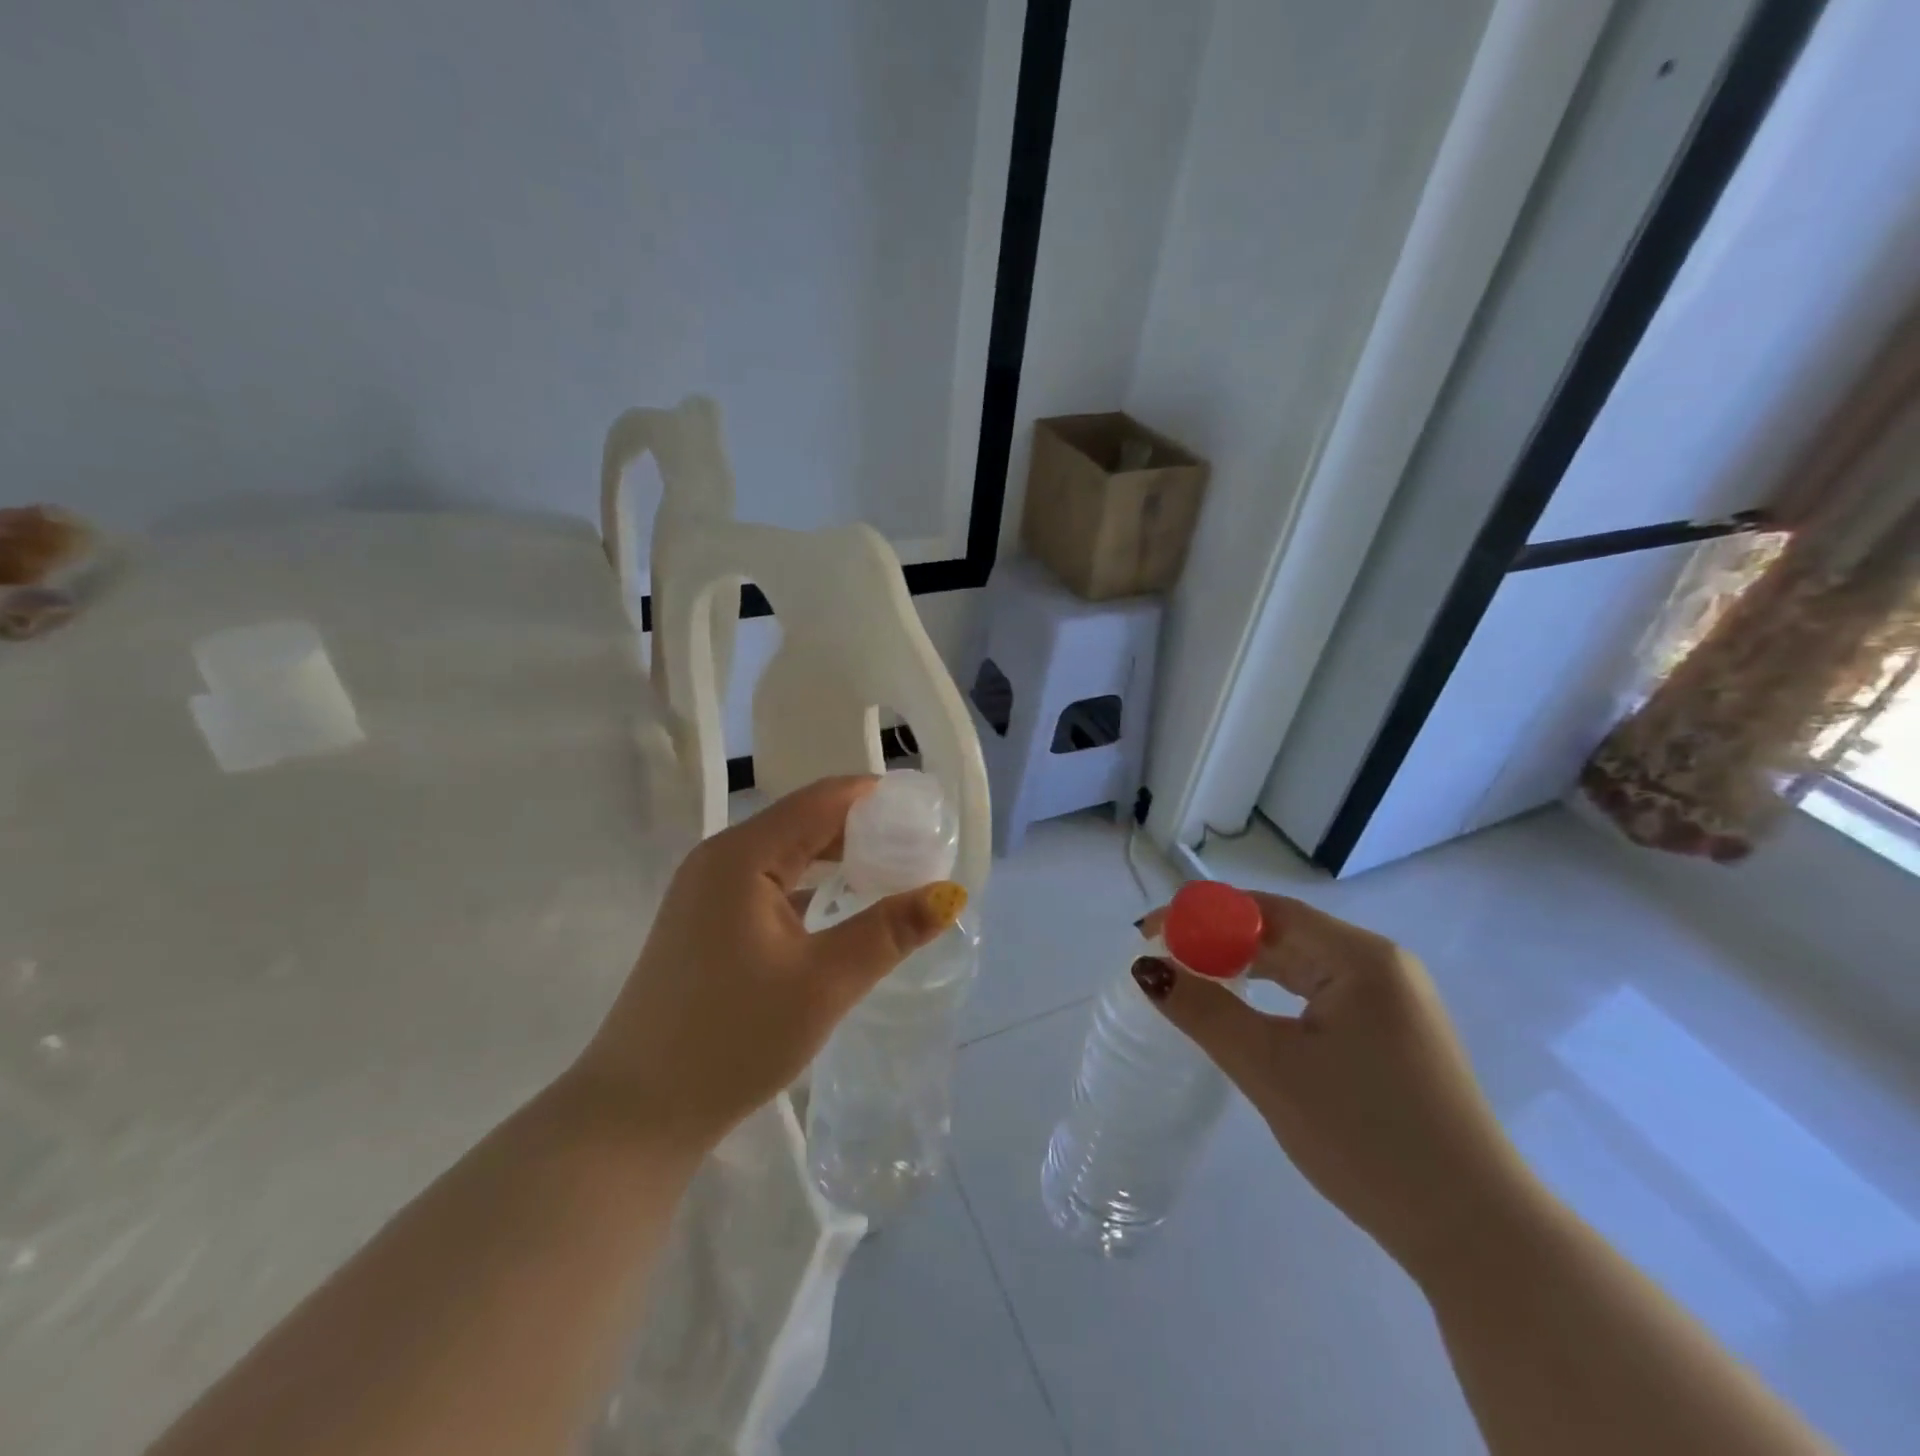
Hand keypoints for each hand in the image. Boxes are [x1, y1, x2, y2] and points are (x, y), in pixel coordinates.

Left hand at [574, 776, 967, 1156]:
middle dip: (864, 828)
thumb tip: (950, 894)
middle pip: (805, 821)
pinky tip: (841, 905)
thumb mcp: (824, 983)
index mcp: (743, 855)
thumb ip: (889, 931)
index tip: (928, 812)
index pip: (823, 800)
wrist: (637, 1113)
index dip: (877, 798)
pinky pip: (768, 882)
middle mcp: (720, 858)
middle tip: (921, 848)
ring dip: (838, 857)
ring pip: (787, 852)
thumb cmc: (733, 1039)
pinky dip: (810, 884)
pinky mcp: (705, 921)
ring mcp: (706, 890)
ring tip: (893, 872)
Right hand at [1136, 891, 1531, 1273]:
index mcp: (1359, 957)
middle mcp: (1381, 966)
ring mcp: (1393, 1002)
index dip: (1200, 914)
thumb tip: (1147, 969)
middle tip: (1163, 963)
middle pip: (1283, 933)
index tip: (1149, 933)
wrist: (1475, 1235)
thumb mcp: (1270, 1069)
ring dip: (1245, 970)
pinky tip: (1247, 1017)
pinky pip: (1320, 996)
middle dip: (1218, 943)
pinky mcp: (1393, 1036)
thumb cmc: (1366, 1137)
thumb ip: (1204, 1011)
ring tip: (1193, 985)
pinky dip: (1275, 998)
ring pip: (1300, 966)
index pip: (1265, 911)